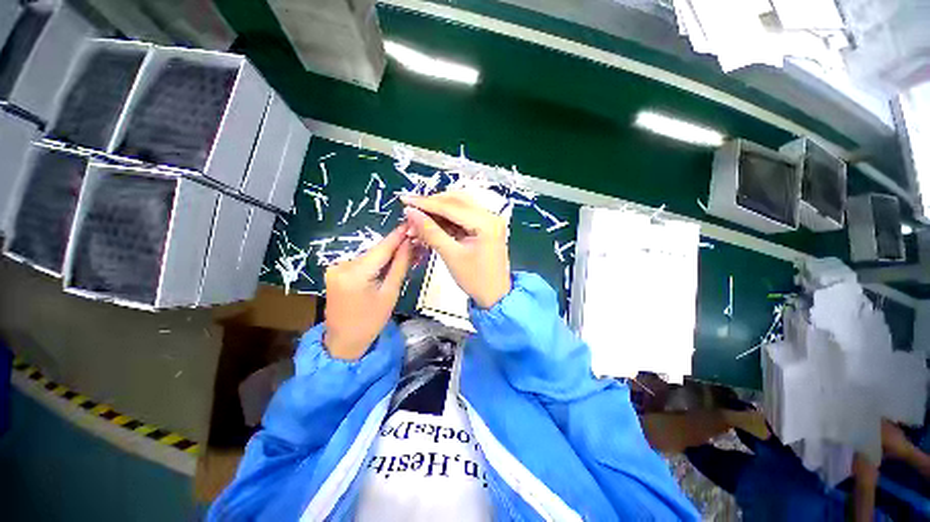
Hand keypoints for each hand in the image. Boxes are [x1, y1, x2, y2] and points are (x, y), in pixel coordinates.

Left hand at [323, 224, 413, 359]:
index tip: (412, 223)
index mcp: (355, 273)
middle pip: (375, 250)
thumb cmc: (371, 321)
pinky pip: (361, 261)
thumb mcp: (390, 293)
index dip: (398, 235)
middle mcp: (341, 265)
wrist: (343, 341)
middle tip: (414, 241)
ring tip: (404, 253)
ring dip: (385, 254)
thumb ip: (400, 265)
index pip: (382, 248)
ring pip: (368, 255)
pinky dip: (374, 261)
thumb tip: (409, 243)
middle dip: (395, 246)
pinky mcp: (334, 270)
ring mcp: (335, 267)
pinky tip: (386, 264)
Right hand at [401, 191, 510, 308]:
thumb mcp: (451, 256)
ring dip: (438, 211)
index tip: (405, 200)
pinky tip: (433, 224)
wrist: (495, 296)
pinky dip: (447, 219)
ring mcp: (489, 220)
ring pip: (459, 206)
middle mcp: (491, 216)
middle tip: (412, 211)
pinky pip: (463, 216)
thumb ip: (430, 232)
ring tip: (419, 219)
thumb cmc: (476, 280)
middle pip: (456, 201)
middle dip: (432, 205)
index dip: (426, 202)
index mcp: (486, 222)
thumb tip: (411, 213)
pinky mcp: (485, 227)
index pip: (451, 206)